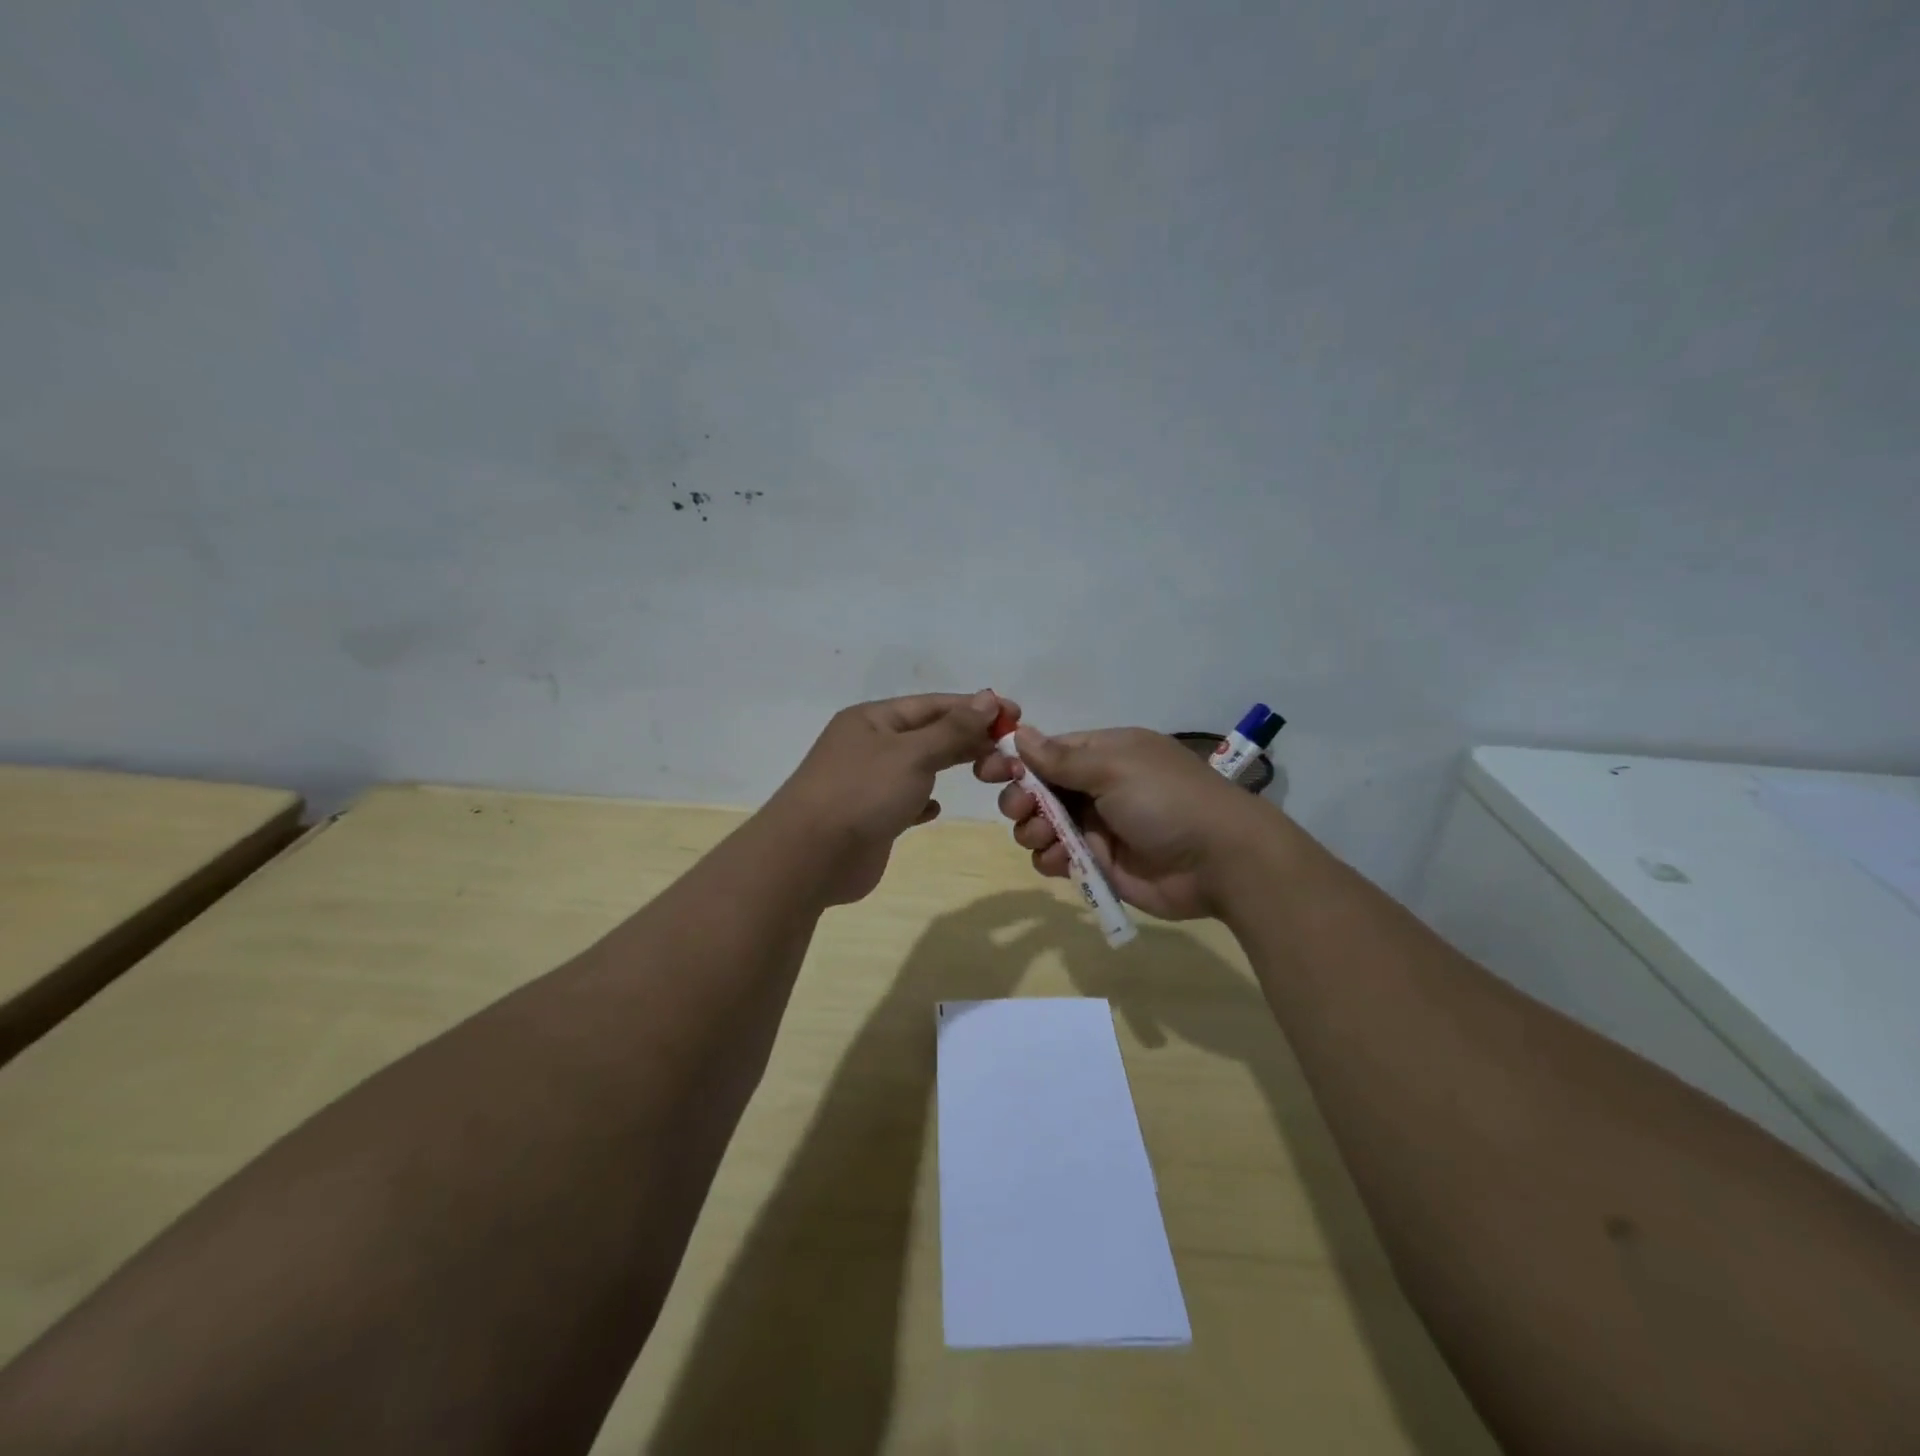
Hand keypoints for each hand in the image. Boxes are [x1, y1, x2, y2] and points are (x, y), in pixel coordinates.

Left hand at [769, 690, 1005, 904]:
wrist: (810, 857)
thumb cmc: (862, 793)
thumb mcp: (912, 753)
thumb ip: (952, 729)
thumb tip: (988, 698)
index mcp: (873, 719)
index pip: (933, 705)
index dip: (974, 707)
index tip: (1015, 714)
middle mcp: (869, 745)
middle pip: (928, 733)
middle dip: (967, 738)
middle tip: (1009, 749)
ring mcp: (867, 782)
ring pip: (918, 767)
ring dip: (950, 766)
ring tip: (988, 772)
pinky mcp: (870, 817)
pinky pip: (904, 801)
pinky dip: (924, 801)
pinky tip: (937, 809)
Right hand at [973, 718, 1272, 919]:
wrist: (1220, 862)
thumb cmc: (1166, 801)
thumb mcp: (1114, 768)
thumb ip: (1062, 758)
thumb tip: (1020, 733)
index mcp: (1104, 754)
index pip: (1048, 751)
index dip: (1016, 760)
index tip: (987, 771)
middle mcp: (1097, 787)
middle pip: (1039, 789)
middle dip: (1021, 798)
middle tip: (1021, 810)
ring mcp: (1098, 826)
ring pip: (1043, 825)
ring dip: (1033, 830)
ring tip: (1043, 838)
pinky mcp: (1100, 863)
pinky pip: (1059, 857)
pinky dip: (1051, 858)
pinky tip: (1058, 861)